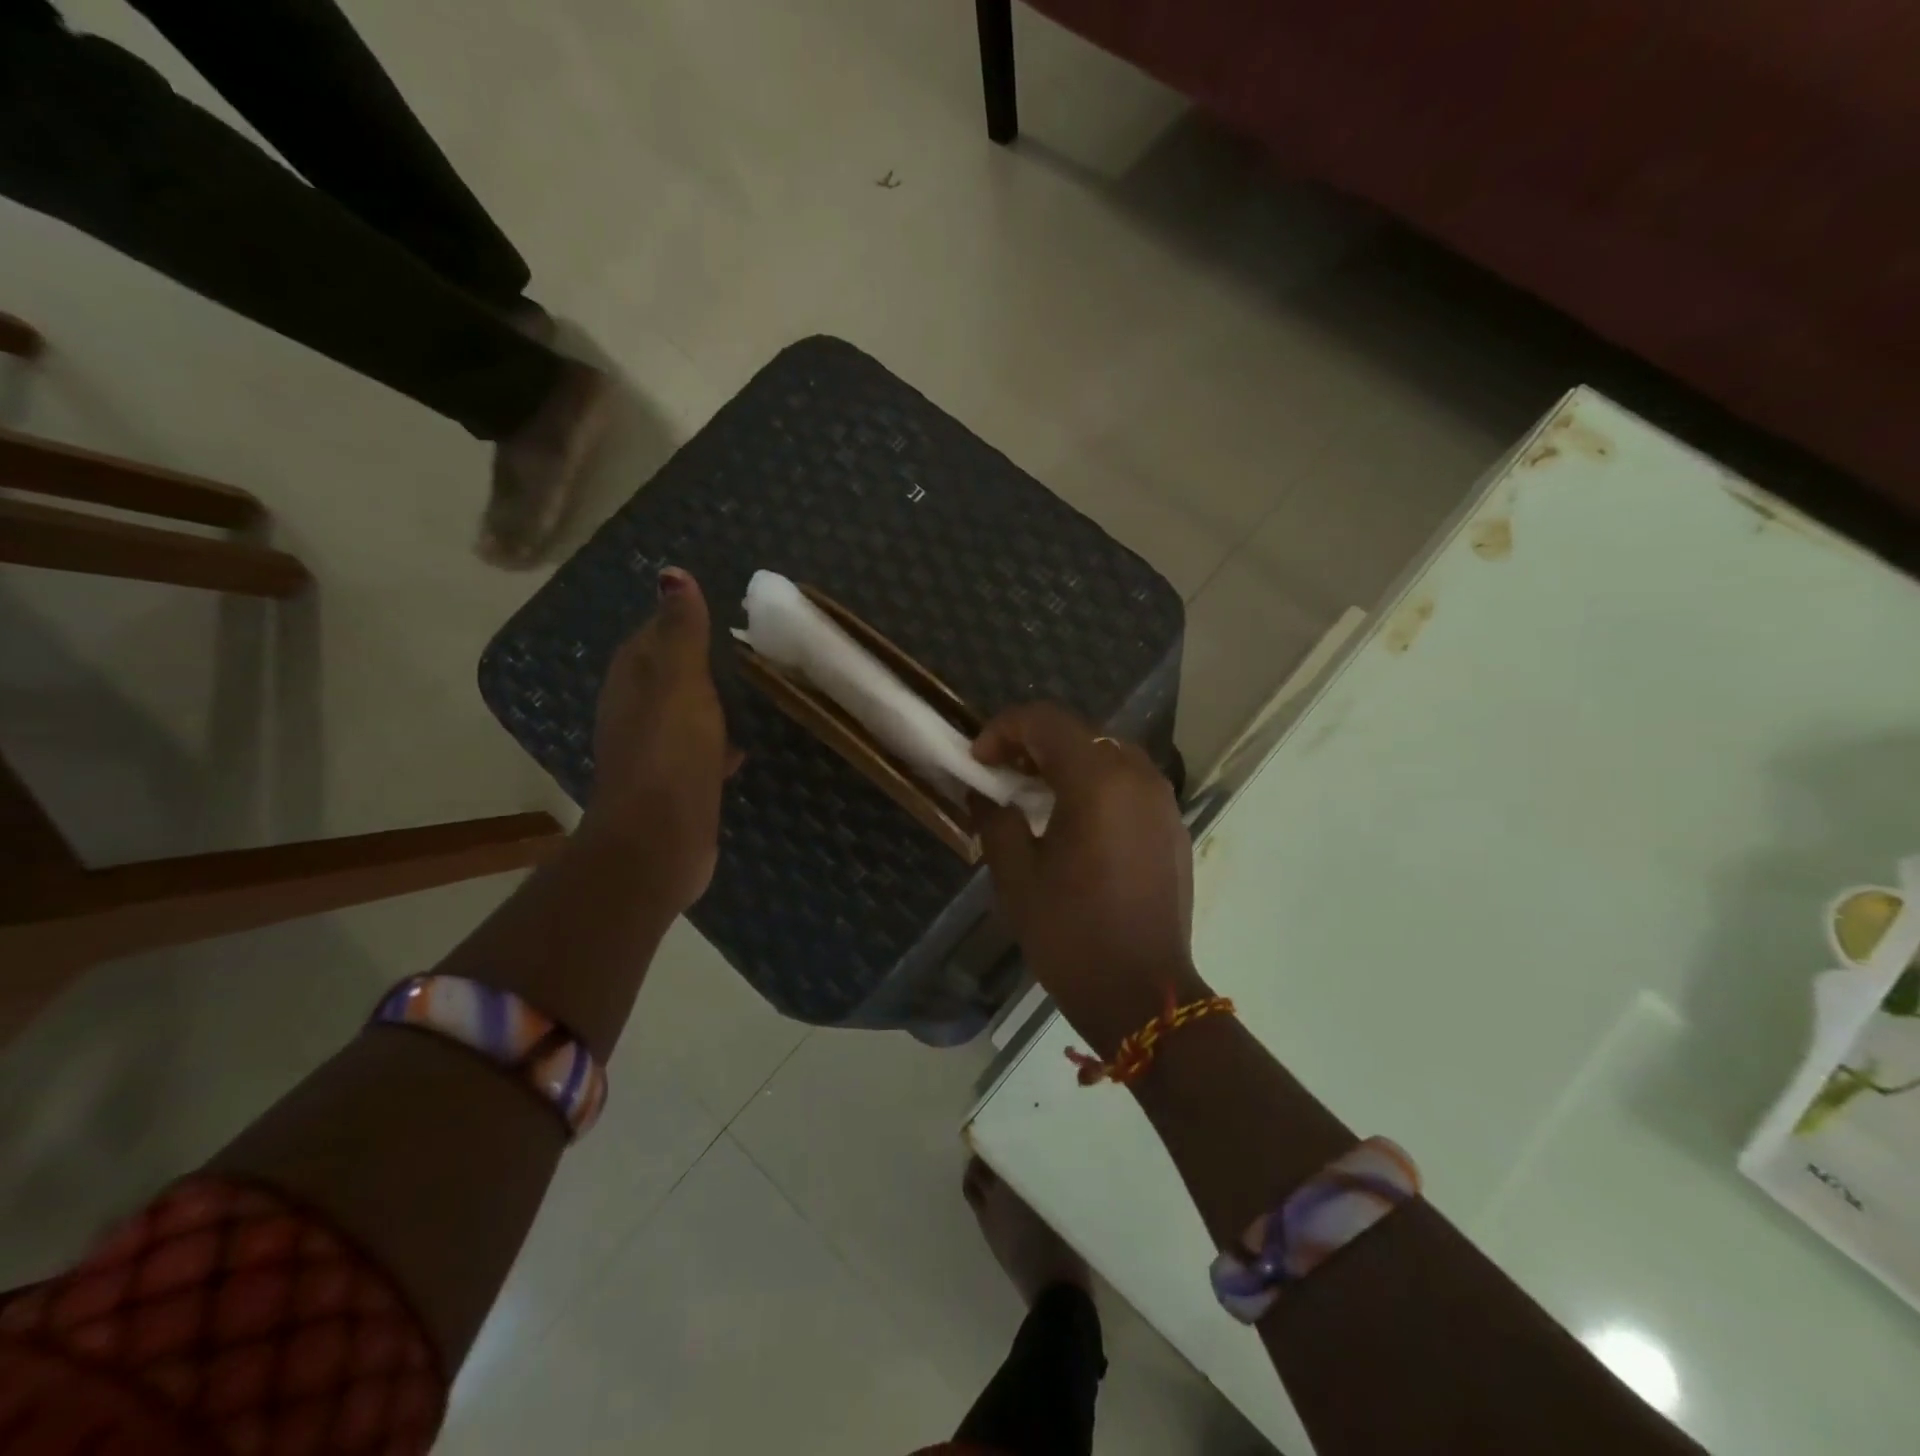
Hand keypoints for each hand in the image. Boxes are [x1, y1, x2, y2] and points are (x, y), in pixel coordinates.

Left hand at [582, 567, 739, 911]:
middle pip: (666, 674)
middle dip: (700, 661)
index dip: (680, 620)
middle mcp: (634, 712)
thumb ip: (681, 632)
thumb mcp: (680, 682)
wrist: (658, 842)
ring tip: (752, 690)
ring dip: (709, 701)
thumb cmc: (670, 754)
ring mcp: (653, 752)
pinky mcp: (675, 786)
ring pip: (683, 714)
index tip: (723, 611)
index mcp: (632, 681)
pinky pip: (698, 751)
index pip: (651, 635)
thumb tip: (671, 574)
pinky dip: (717, 742)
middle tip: (747, 649)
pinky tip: (744, 746)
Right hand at [971, 703, 1205, 1056]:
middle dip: (1033, 744)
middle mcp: (1138, 777)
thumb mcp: (1016, 876)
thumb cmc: (1071, 934)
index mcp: (1098, 781)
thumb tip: (986, 794)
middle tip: (1001, 775)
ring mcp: (1163, 801)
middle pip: (1079, 734)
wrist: (1143, 992)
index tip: (978, 761)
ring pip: (1108, 755)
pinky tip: (1076, 822)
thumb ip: (996, 819)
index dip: (1003, 730)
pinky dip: (1097, 785)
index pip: (1045, 721)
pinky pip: (1130, 784)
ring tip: (1036, 796)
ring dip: (1067, 763)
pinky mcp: (1174, 827)